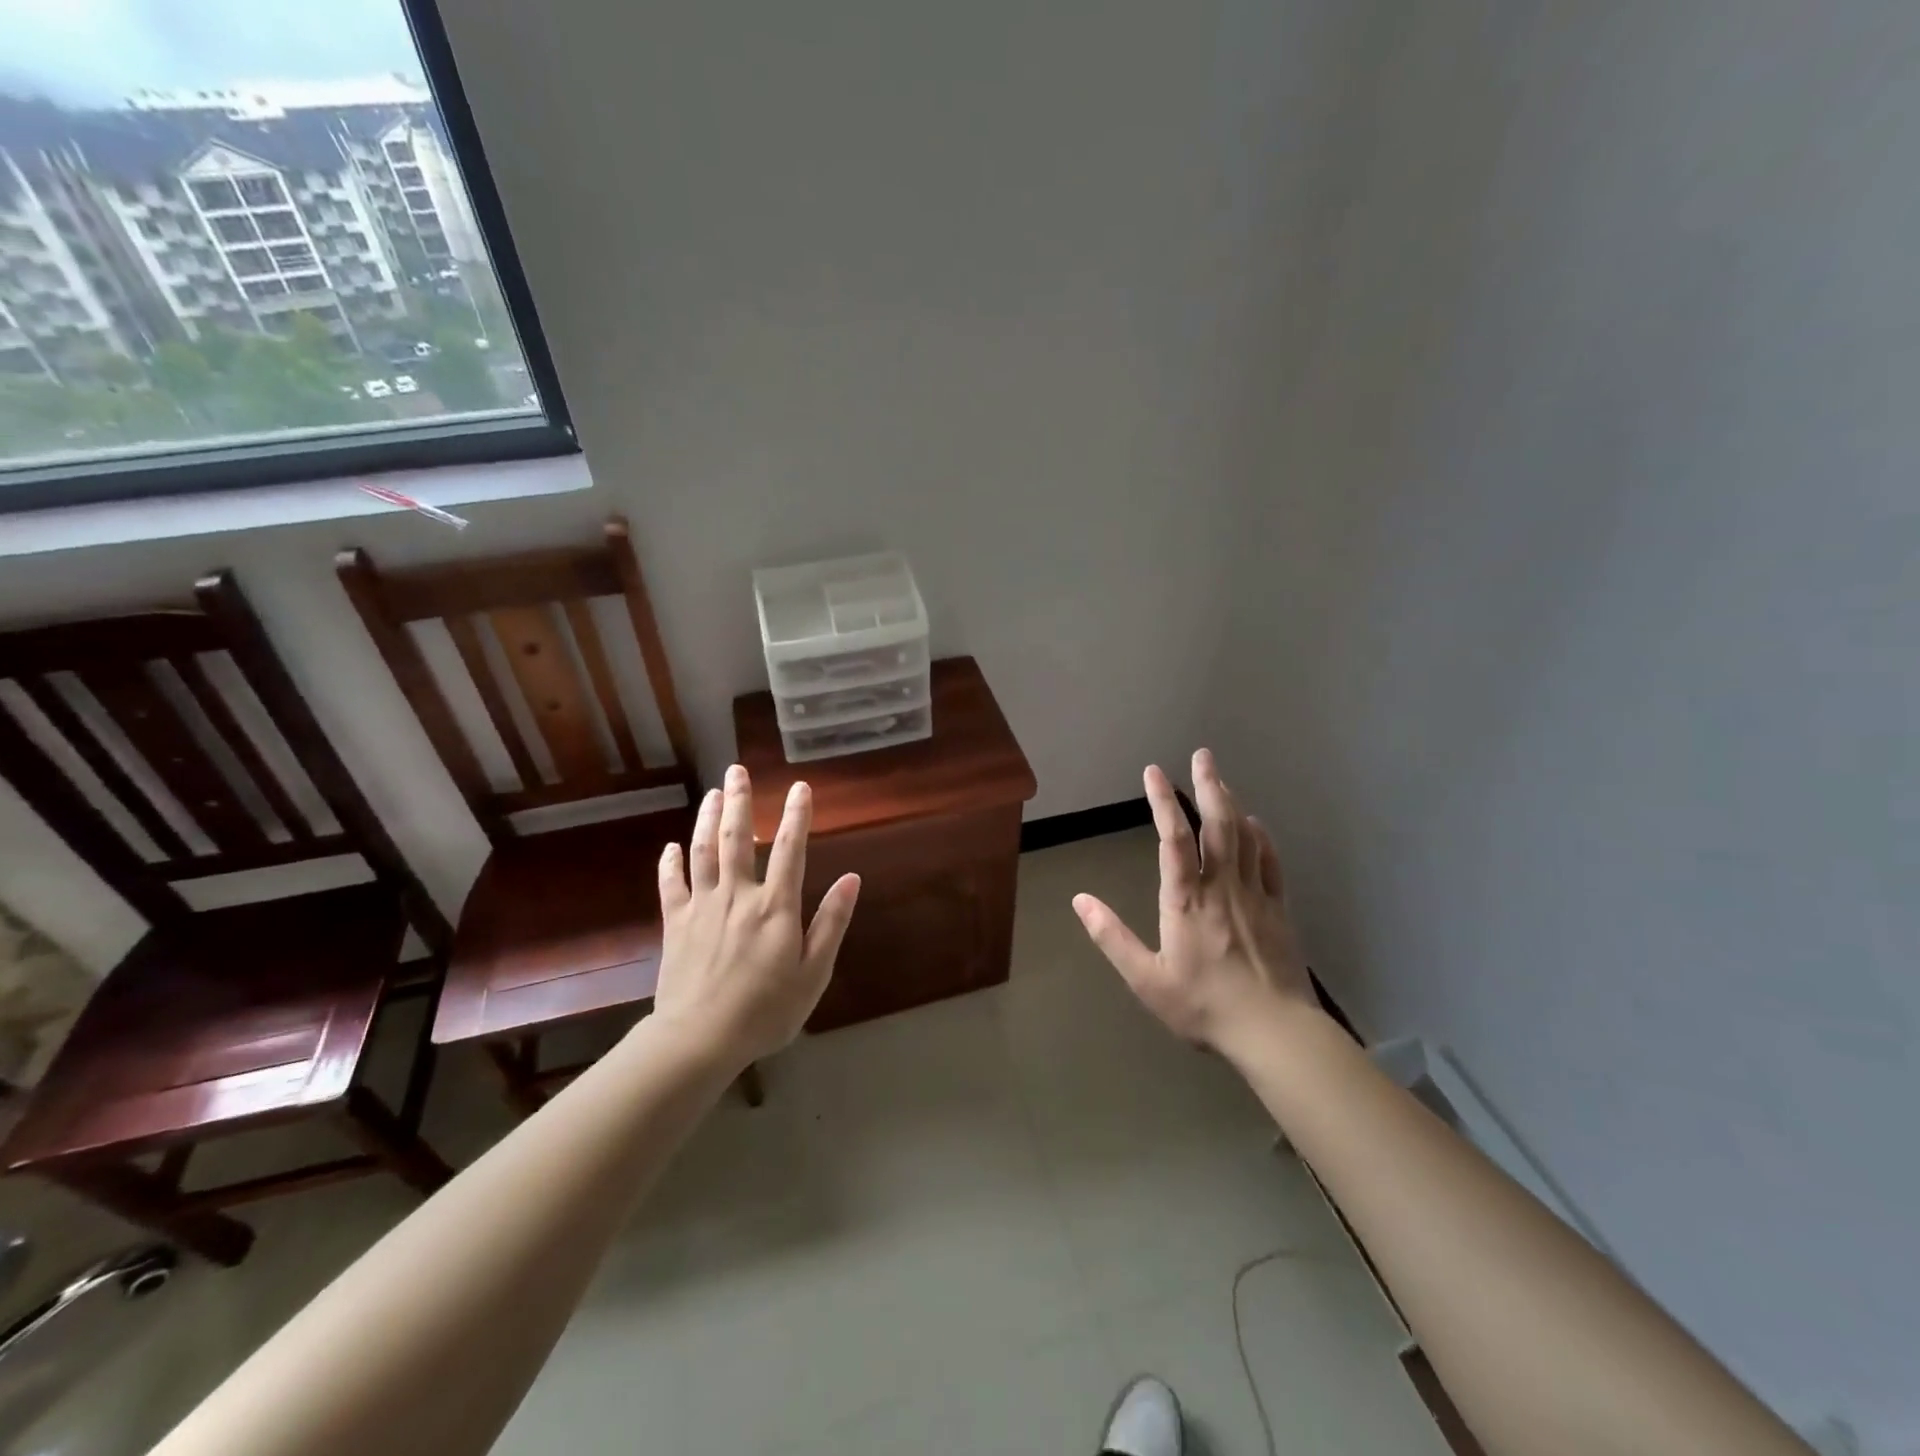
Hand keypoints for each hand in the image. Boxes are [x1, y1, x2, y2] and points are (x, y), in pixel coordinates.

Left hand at [654, 764, 860, 1064]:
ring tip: (712, 793)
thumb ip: (831, 922)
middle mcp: (738, 896)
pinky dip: (671, 864)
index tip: (799, 787)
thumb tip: (852, 878)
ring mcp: (702, 907)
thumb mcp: (814, 972)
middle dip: (738, 801)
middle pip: (736, 838)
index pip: (789, 849)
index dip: (796, 816)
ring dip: (707, 819)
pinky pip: (672, 886)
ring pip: (703, 853)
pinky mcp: (675, 924)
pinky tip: (671, 847)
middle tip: (736, 770)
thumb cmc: (766, 1010)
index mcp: (775, 906)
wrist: (699, 1040)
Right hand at [1072, 749, 1311, 1054]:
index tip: (1154, 771)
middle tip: (1202, 754)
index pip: (1173, 838)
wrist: (1274, 1032)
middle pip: (1218, 823)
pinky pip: (1270, 861)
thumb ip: (1112, 937)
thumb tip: (1080, 900)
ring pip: (1244, 836)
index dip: (1162, 800)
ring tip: (1220, 780)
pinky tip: (1255, 825)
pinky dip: (1261, 837)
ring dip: (1231, 802)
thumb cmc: (1204, 1006)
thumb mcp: (1146, 979)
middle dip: (1209, 785)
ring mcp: (1255, 894)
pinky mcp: (1279, 909)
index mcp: (1186, 899)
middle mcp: (1222, 886)